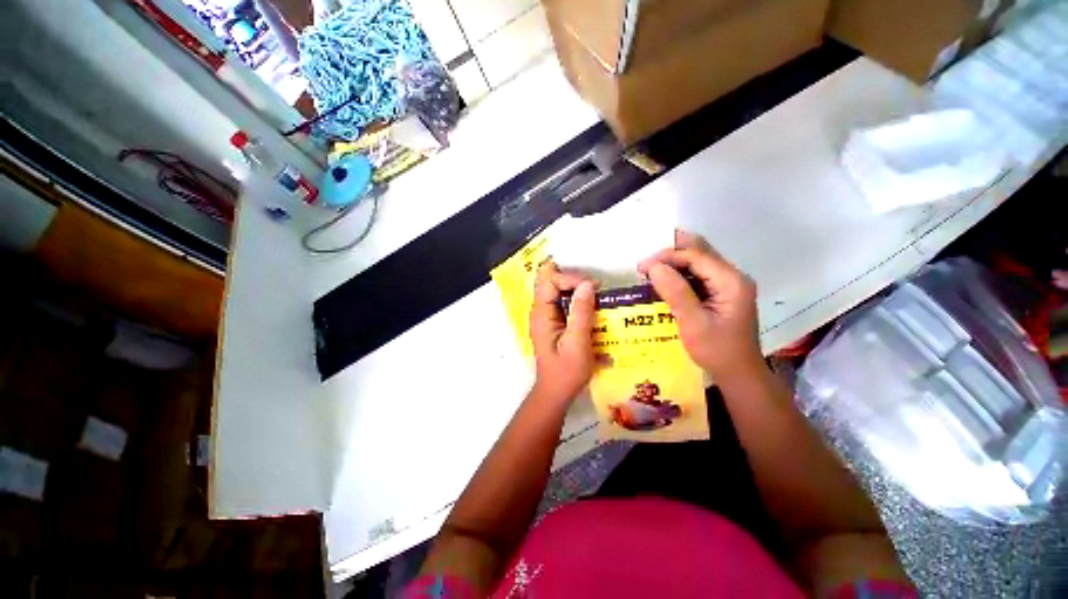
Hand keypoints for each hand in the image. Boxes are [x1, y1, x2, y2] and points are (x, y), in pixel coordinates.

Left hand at [530, 262, 596, 403]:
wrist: (557, 392)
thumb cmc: (566, 371)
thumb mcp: (577, 343)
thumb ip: (581, 313)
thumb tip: (587, 284)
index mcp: (541, 314)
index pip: (549, 280)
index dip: (570, 278)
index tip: (592, 288)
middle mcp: (541, 311)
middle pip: (553, 282)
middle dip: (575, 282)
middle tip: (597, 290)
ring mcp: (547, 317)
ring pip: (559, 291)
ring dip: (579, 292)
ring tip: (599, 298)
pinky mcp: (554, 323)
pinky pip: (564, 303)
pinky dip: (579, 302)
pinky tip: (593, 309)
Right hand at [639, 231, 763, 384]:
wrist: (738, 373)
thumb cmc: (716, 351)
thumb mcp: (693, 323)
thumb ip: (676, 293)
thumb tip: (654, 267)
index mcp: (731, 281)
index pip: (696, 255)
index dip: (667, 256)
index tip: (642, 267)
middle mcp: (732, 276)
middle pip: (699, 250)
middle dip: (670, 252)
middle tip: (645, 262)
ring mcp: (727, 283)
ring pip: (697, 260)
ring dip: (672, 261)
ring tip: (649, 271)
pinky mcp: (720, 291)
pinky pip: (697, 273)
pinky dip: (678, 273)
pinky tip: (662, 280)